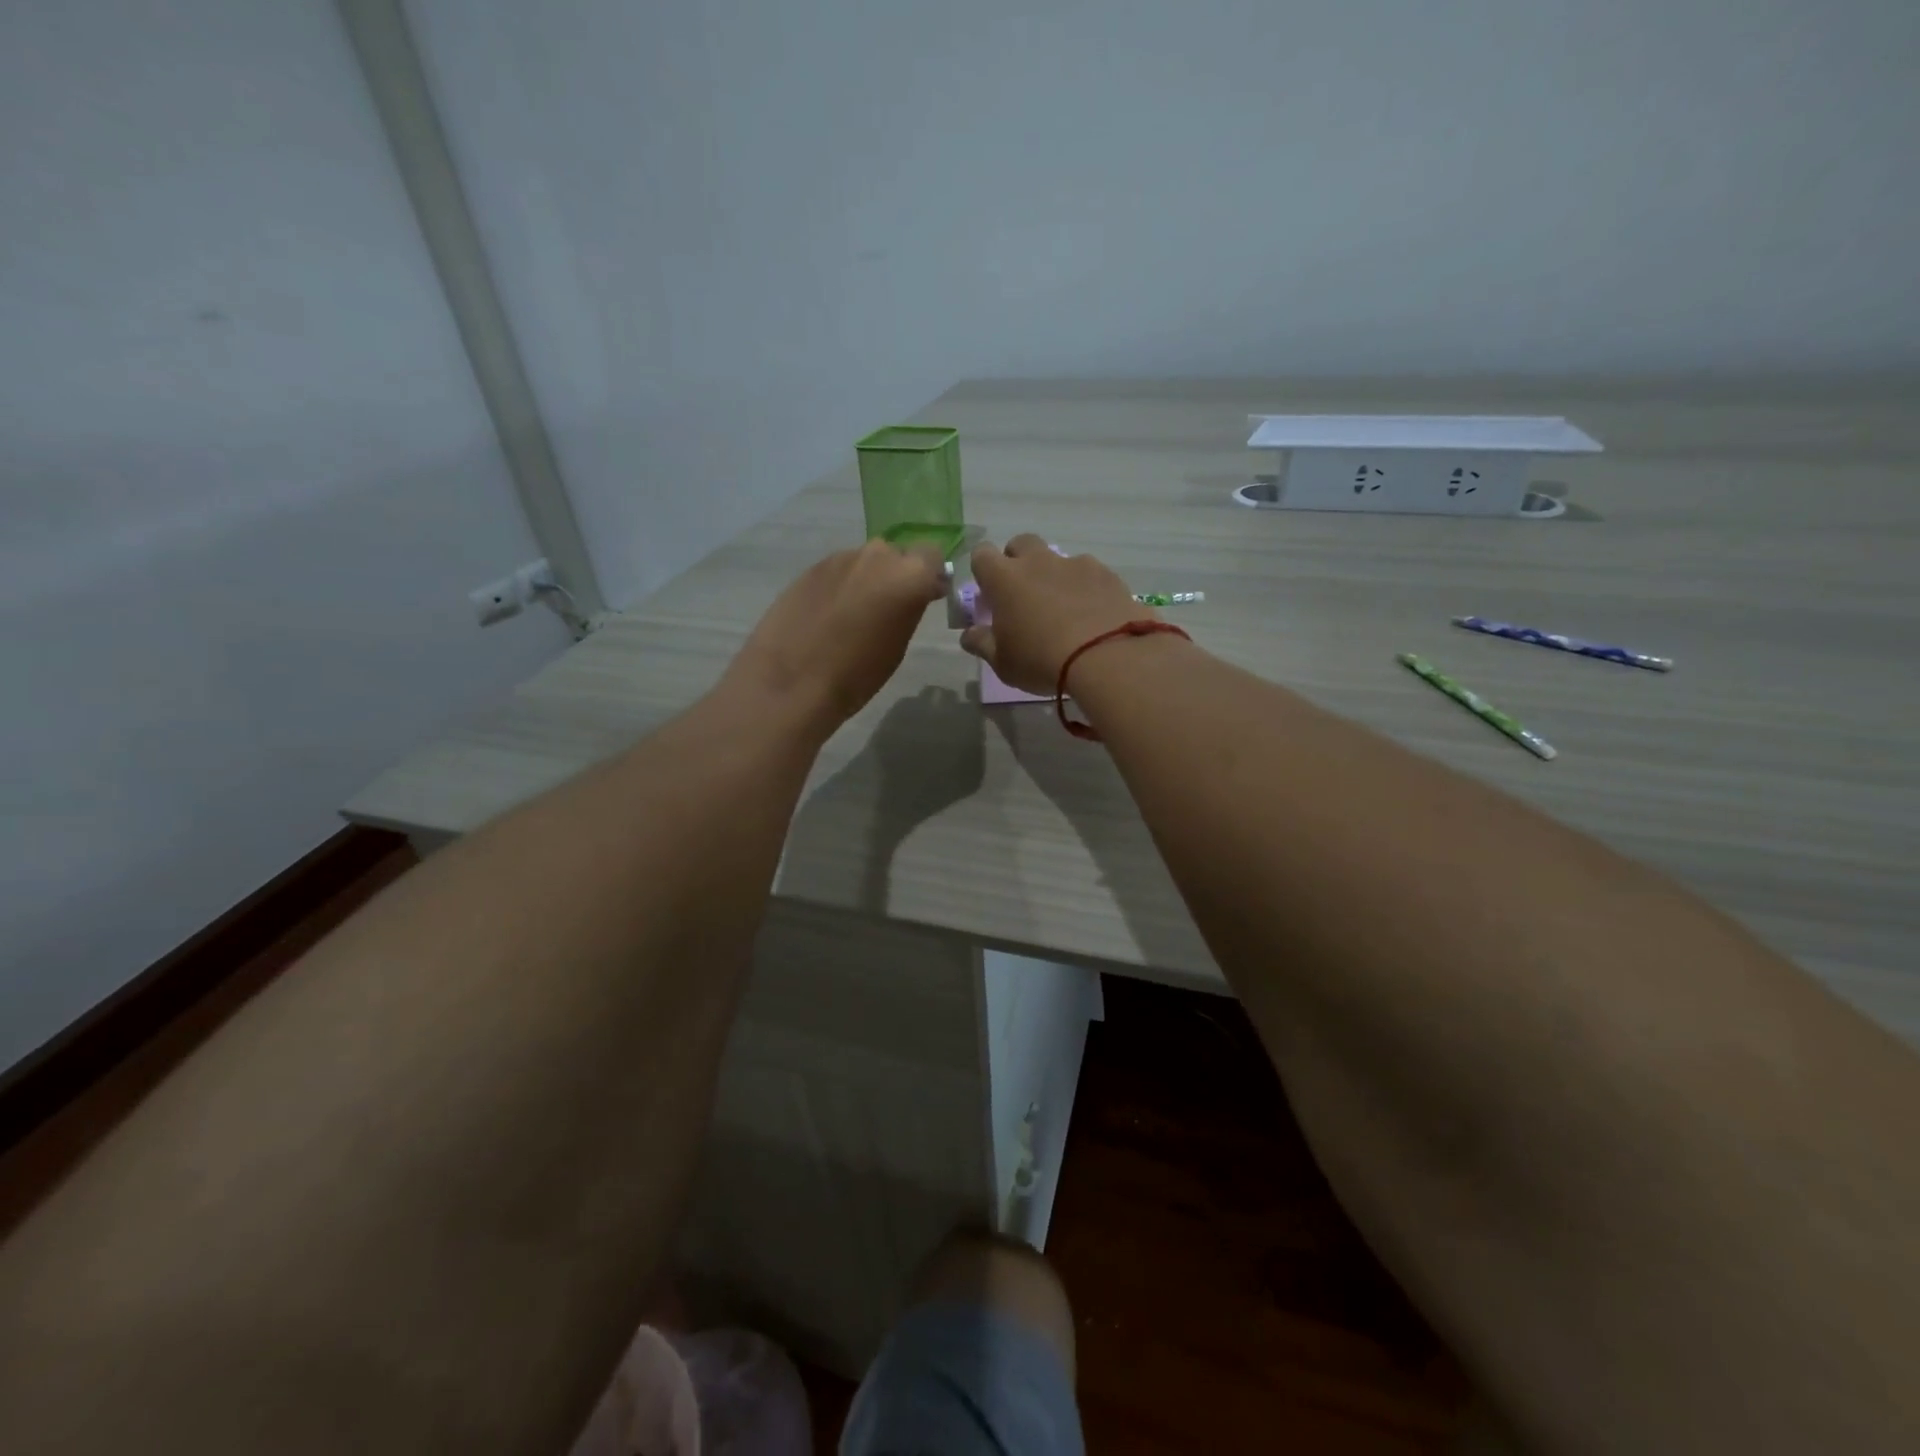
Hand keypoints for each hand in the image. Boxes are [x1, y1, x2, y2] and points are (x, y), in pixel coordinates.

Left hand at [725, 539, 946, 733]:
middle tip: (888, 607)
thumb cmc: (856, 675)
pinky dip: (841, 585)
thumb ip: (910, 609)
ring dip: (867, 579)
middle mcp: (877, 556)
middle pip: (897, 555)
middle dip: (897, 575)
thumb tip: (913, 595)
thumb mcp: (897, 645)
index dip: (929, 576)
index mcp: (908, 576)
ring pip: (865, 561)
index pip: (932, 557)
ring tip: (854, 613)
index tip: (924, 597)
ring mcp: (840, 558)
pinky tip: (828, 614)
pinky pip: (838, 570)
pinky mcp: (810, 567)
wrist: (791, 681)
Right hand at [960, 534, 1154, 694]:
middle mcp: (1038, 562)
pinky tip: (1093, 614)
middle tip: (1024, 594)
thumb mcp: (1003, 662)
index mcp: (1005, 579)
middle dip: (1018, 561)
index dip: (983, 570)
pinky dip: (1086, 588)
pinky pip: (1089, 573)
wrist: (1107, 656)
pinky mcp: (1106, 574)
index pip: (982, 555)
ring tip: (1065, 610)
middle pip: (1021, 543)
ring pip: (1057, 559)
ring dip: (1054, 576)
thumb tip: (968, 634)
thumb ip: (982, 643)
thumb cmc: (1041, 660)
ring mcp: (1075, 564)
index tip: (989, 593)